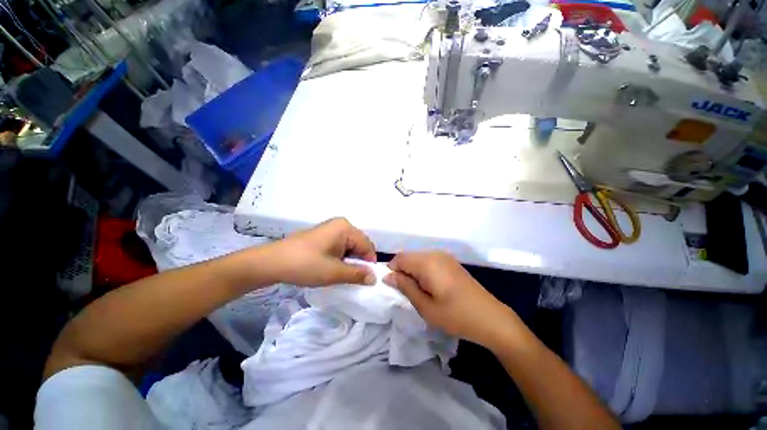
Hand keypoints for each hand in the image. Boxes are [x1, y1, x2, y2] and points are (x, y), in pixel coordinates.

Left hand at [261, 218, 377, 286]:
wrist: (271, 262)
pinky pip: (339, 246)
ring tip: (340, 275)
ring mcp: (330, 229)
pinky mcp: (322, 236)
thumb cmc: (305, 264)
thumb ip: (357, 274)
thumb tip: (374, 278)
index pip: (367, 246)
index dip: (369, 264)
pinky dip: (340, 258)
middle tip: (352, 279)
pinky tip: (332, 268)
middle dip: (358, 262)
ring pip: (349, 247)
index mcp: (346, 228)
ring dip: (348, 261)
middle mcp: (340, 225)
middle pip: (359, 245)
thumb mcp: (334, 272)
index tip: (366, 280)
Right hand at [383, 251, 517, 346]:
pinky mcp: (450, 261)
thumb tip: (387, 276)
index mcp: (427, 263)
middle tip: (406, 292)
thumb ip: (405, 287)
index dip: (392, 271)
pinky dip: (422, 270)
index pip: (399, 258)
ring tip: (418, 291)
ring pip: (418, 258)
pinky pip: (428, 260)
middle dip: (402, 271)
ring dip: (412, 271)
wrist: (491, 318)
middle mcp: (435, 253)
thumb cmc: (456, 316)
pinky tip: (430, 286)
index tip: (394, 288)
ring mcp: (444, 256)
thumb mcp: (426, 307)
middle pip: (408, 256)